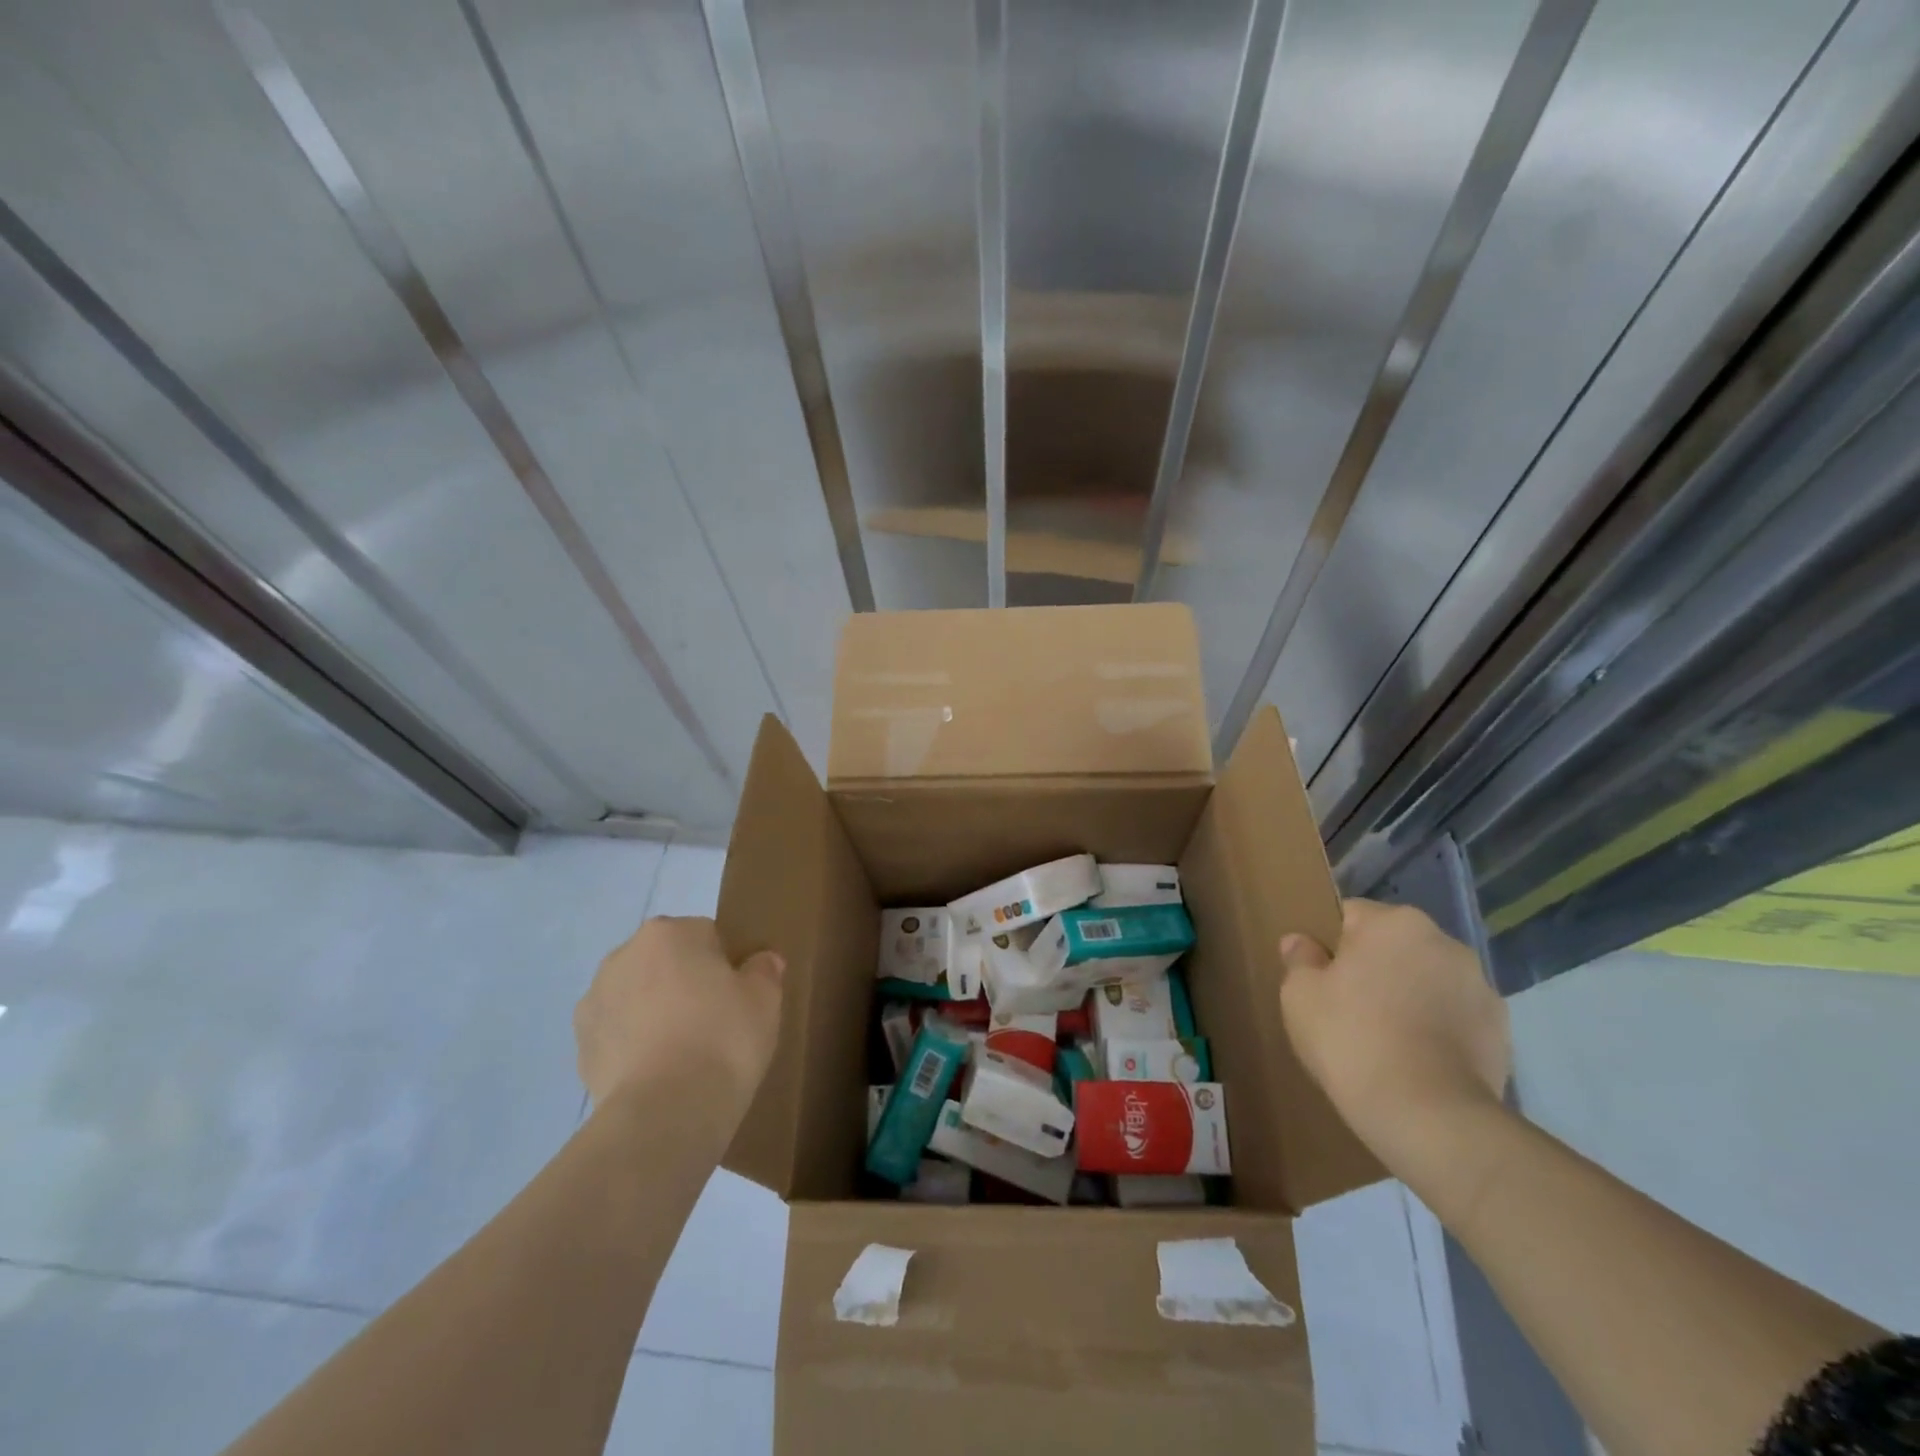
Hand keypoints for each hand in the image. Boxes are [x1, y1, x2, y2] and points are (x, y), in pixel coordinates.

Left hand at [574, 916, 783, 1118]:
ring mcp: (594, 1002)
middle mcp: (623, 956)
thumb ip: (764, 971)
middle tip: (714, 1023)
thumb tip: (762, 961)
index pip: (706, 935)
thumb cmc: (723, 1038)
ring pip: (637, 998)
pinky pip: (618, 1036)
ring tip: (685, 1055)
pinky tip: (659, 1075)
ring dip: (655, 1014)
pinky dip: (635, 1048)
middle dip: (685, 984)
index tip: (738, 996)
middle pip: (666, 963)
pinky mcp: (580, 1048)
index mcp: (668, 932)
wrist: (665, 1112)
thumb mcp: (765, 999)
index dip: (725, 965)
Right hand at [1278, 899, 1509, 1154]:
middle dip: (1374, 968)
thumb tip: (1301, 942)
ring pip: (1427, 979)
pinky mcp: (1502, 1030)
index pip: (1351, 915)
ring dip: (1409, 996)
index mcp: (1394, 922)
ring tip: (1386, 1040)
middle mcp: (1444, 942)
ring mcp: (1480, 986)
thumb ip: (1299, 959)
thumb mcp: (1300, 995)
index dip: (1330, 944)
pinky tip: (1417, 1061)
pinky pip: (1455, 1016)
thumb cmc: (1352, 1039)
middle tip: (1348, 1008)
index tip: (1320, 978)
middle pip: (1394, 945)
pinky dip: (1438, 1029)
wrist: (1430, 1117)